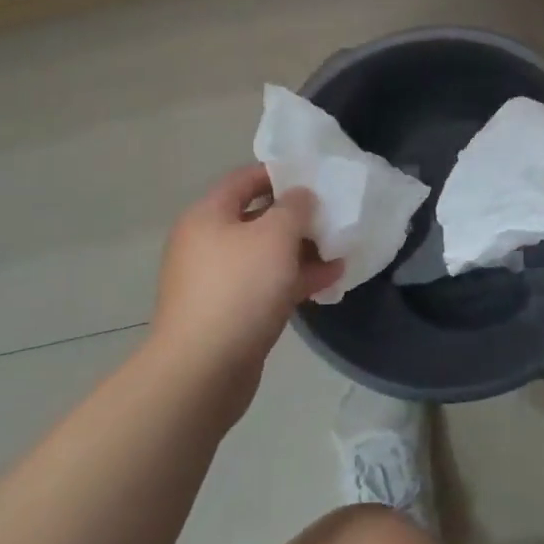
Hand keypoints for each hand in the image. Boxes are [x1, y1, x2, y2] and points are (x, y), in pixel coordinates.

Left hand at [150, 164, 342, 418]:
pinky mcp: (229, 313)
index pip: (244, 179)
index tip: (315, 176)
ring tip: (340, 250)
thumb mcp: (275, 236)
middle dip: (297, 217)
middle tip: (333, 216)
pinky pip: (265, 285)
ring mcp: (216, 281)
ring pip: (265, 255)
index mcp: (208, 216)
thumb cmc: (239, 289)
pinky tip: (329, 281)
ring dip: (302, 251)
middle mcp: (207, 243)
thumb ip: (295, 207)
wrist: (202, 371)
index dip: (279, 173)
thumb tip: (300, 196)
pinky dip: (294, 280)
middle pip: (257, 218)